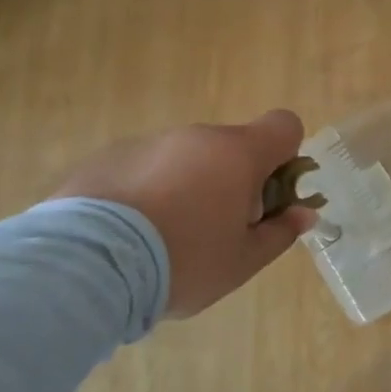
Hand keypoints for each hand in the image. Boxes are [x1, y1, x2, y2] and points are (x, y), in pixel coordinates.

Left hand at [53, 110, 319, 317]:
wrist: (85, 266)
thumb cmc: (182, 261)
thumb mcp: (242, 261)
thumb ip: (280, 233)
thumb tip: (305, 214)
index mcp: (238, 153)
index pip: (284, 125)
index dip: (286, 156)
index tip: (269, 196)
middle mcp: (197, 136)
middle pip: (231, 147)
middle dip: (232, 181)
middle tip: (215, 231)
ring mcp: (148, 143)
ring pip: (186, 159)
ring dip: (187, 186)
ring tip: (161, 240)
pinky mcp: (106, 158)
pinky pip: (144, 169)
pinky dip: (145, 193)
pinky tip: (126, 236)